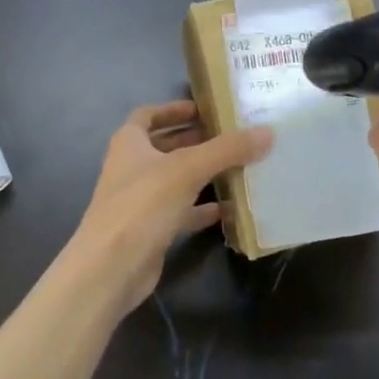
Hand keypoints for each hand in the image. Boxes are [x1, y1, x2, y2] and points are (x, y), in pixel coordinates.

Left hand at [67, 101, 272, 314]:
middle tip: (231, 137)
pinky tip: (228, 209)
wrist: (110, 269)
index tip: (203, 109)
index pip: (148, 115)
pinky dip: (200, 209)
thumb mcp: (188, 170)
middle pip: (164, 146)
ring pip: (174, 180)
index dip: (173, 109)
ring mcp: (138, 200)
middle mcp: (131, 167)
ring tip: (236, 168)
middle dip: (195, 140)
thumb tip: (267, 132)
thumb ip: (227, 150)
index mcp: (129, 143)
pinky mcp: (149, 229)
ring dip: (201, 174)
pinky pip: (179, 211)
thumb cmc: (143, 205)